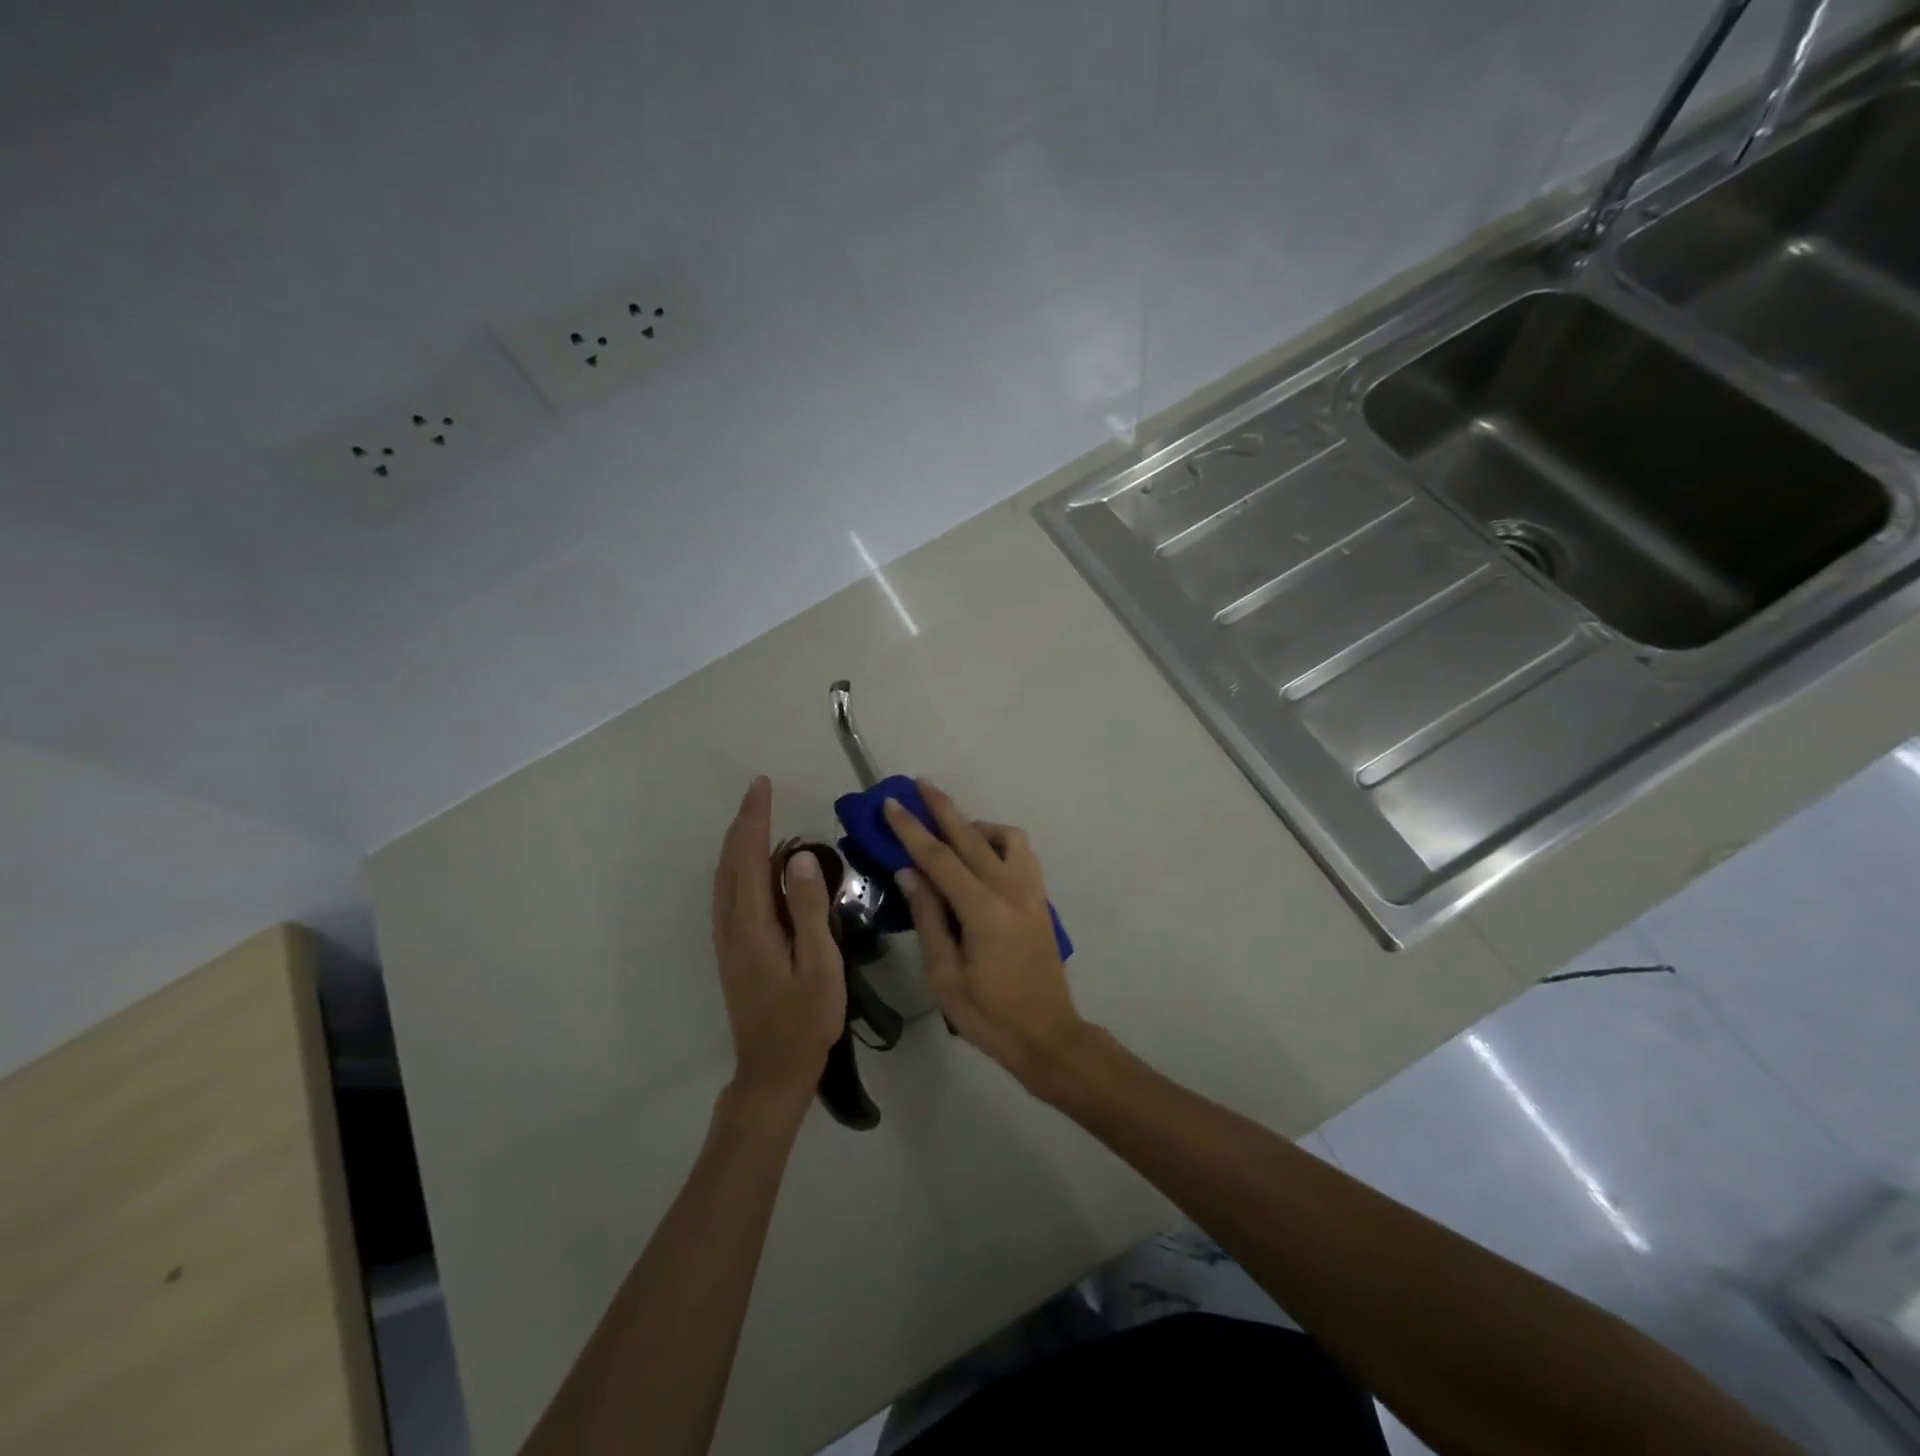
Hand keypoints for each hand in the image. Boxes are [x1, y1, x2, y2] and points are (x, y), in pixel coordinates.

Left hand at [710, 777, 844, 1119]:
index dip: (757, 819)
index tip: (763, 785)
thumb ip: (810, 909)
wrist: (772, 1071)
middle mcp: (732, 925)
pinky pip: (728, 894)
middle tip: (760, 791)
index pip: (752, 857)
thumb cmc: (805, 1020)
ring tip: (755, 818)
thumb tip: (801, 857)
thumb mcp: (819, 964)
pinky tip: (751, 867)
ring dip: (737, 843)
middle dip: (744, 823)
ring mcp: (728, 940)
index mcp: (753, 925)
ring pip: (725, 877)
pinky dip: (736, 867)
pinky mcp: (732, 951)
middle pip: (732, 862)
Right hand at [882, 781, 1090, 1092]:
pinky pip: (1021, 853)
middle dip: (942, 807)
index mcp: (983, 909)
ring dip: (976, 825)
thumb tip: (910, 872)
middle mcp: (1010, 888)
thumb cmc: (989, 1014)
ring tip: (951, 832)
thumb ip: (929, 917)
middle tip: (918, 784)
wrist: (1048, 1035)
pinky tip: (982, 856)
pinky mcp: (1040, 898)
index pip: (939, 857)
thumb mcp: (945, 974)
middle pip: (971, 835)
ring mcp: (1031, 890)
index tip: (892, 803)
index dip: (912, 829)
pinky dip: (999, 841)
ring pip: (1005, 837)